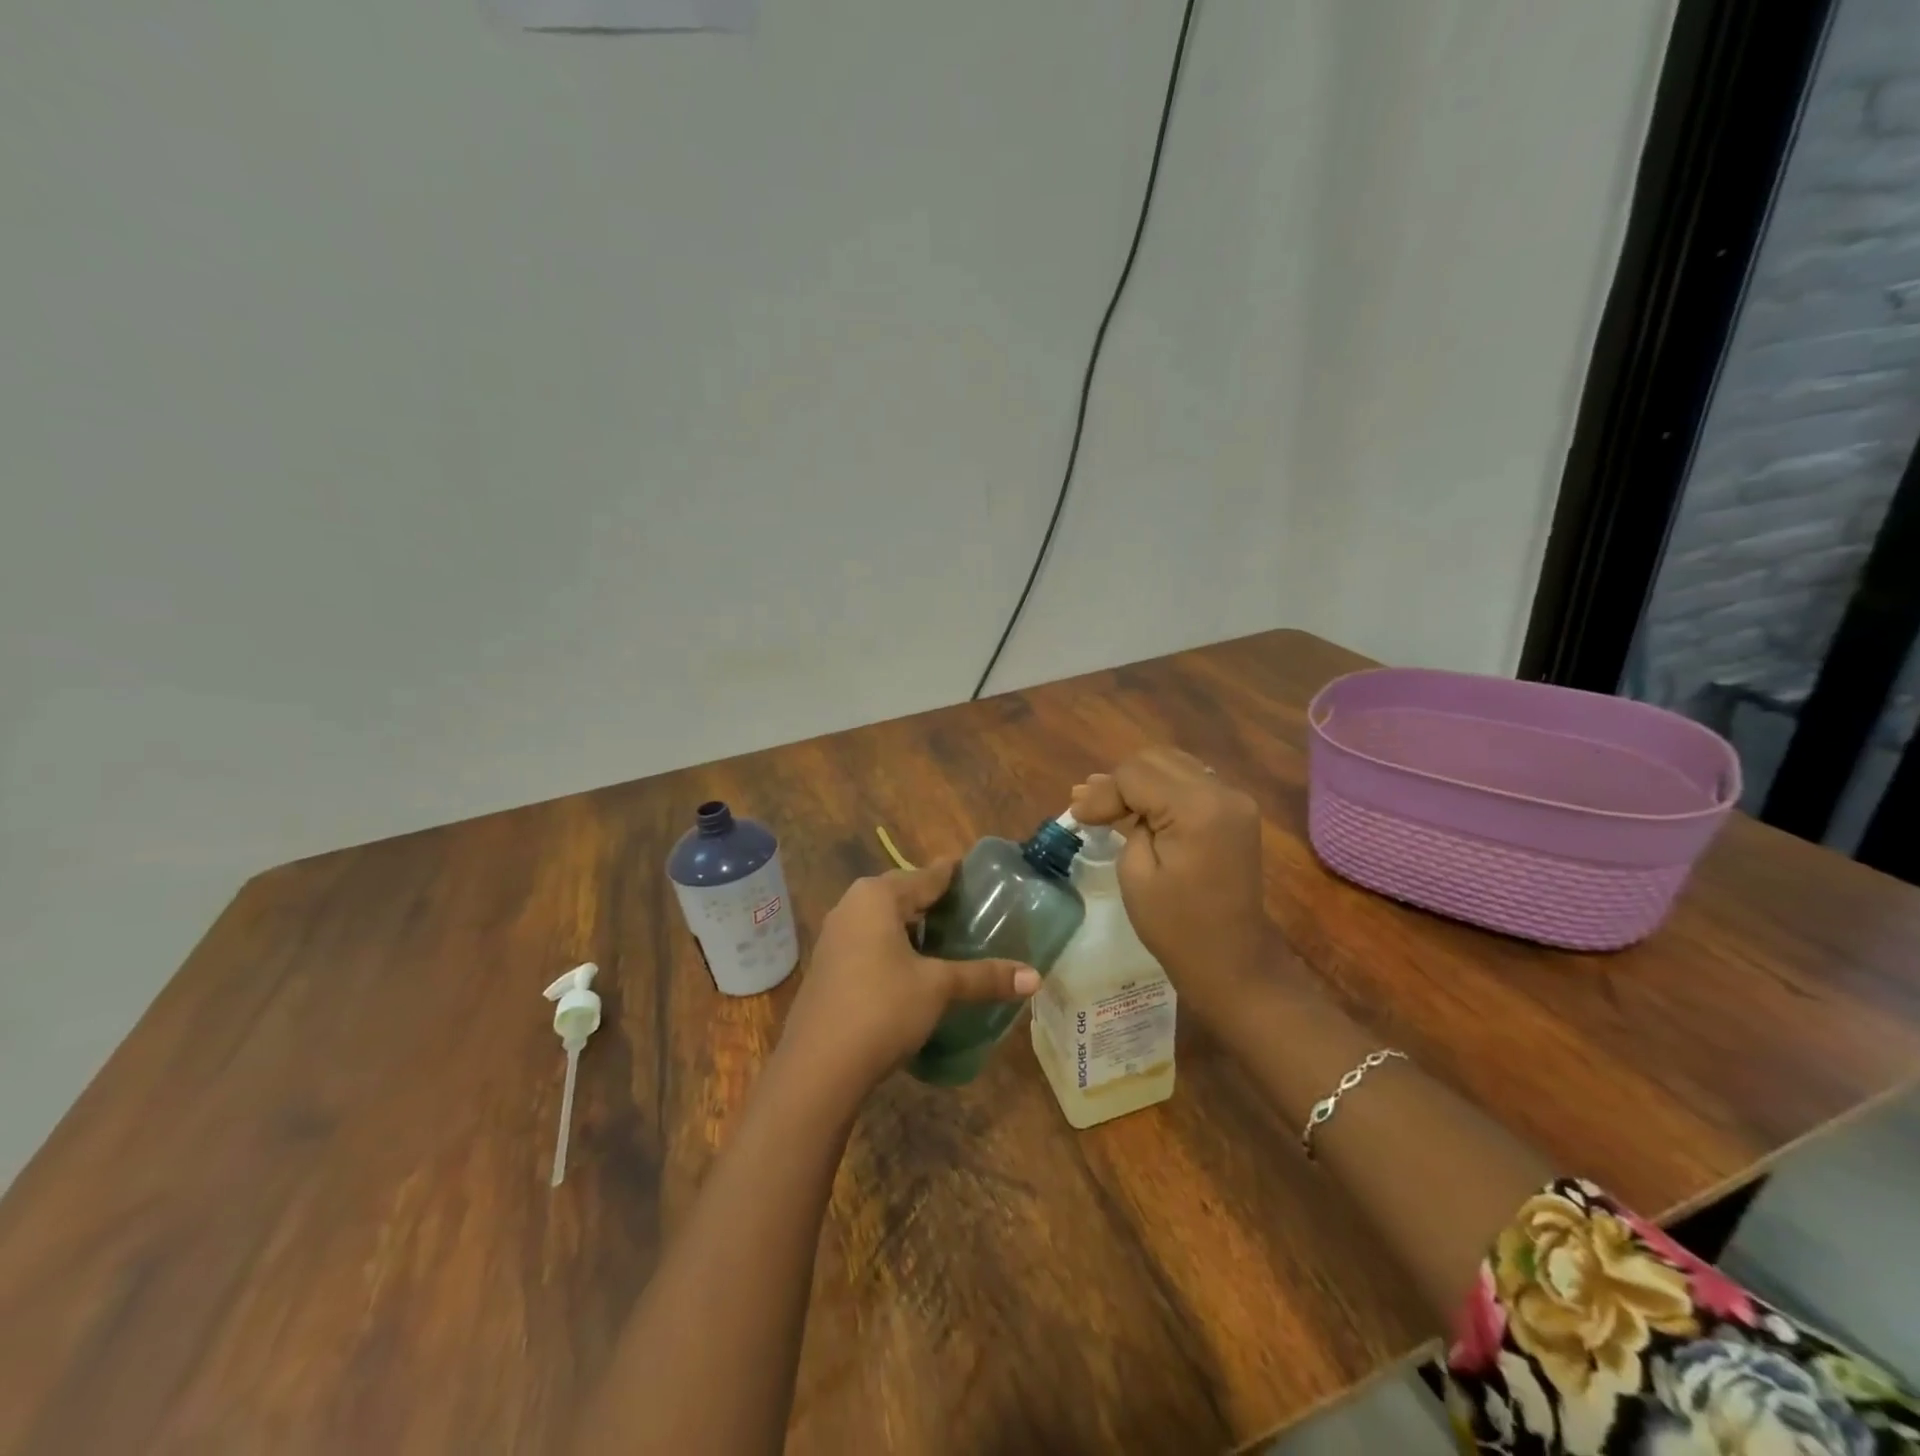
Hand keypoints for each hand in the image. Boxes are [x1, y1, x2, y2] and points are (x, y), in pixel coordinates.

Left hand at [776, 861, 1040, 1104]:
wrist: (818, 1067)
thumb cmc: (882, 1008)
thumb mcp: (938, 988)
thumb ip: (984, 977)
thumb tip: (1035, 978)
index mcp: (877, 896)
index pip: (926, 875)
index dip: (953, 873)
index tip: (978, 872)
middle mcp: (852, 906)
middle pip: (902, 894)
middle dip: (934, 900)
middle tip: (972, 909)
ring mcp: (835, 937)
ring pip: (884, 920)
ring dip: (914, 927)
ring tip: (949, 938)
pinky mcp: (829, 966)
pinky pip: (870, 942)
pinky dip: (895, 947)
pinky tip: (916, 968)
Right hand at [1070, 747, 1277, 1030]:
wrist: (1232, 962)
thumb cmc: (1177, 927)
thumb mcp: (1136, 874)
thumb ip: (1126, 823)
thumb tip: (1106, 799)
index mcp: (1197, 808)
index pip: (1136, 774)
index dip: (1102, 792)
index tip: (1076, 816)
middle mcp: (1222, 792)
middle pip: (1156, 760)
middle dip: (1118, 782)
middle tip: (1088, 808)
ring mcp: (1234, 800)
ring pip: (1173, 766)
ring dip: (1138, 782)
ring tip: (1103, 803)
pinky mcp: (1235, 813)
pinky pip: (1190, 784)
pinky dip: (1160, 791)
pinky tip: (1135, 806)